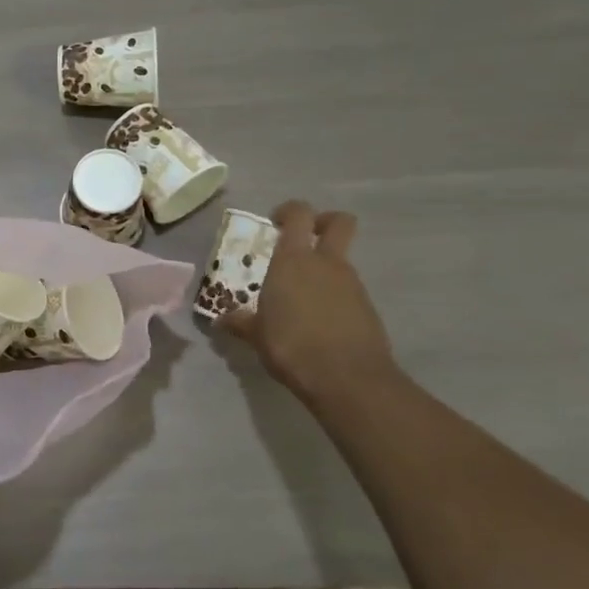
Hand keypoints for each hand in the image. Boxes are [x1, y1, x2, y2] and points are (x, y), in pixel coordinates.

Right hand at [224, 201, 396, 403]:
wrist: (348, 378)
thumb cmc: (291, 346)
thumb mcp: (257, 335)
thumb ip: (241, 322)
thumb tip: (221, 319)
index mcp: (293, 260)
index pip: (298, 214)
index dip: (289, 211)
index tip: (275, 223)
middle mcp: (326, 263)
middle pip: (339, 222)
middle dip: (324, 222)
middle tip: (304, 238)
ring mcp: (351, 284)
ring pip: (341, 259)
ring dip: (325, 267)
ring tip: (301, 296)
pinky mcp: (367, 307)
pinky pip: (348, 289)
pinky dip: (334, 296)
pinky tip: (318, 321)